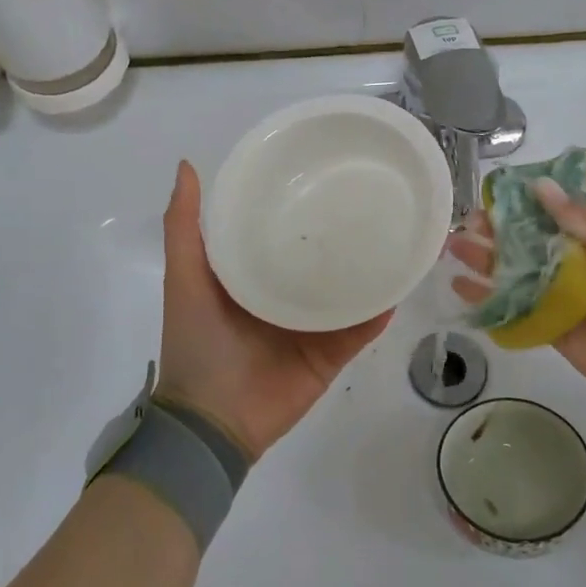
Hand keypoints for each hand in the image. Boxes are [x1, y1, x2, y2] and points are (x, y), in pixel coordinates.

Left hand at [157, 161, 392, 459]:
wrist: (213, 421)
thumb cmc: (197, 343)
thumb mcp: (184, 277)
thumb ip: (184, 227)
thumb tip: (186, 165)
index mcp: (252, 276)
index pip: (279, 232)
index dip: (295, 203)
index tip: (318, 170)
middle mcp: (284, 296)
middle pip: (319, 259)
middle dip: (341, 233)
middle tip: (370, 196)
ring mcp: (311, 327)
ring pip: (347, 291)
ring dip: (369, 268)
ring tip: (397, 231)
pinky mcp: (331, 354)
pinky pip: (361, 329)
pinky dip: (380, 309)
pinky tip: (402, 282)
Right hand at [449, 179, 585, 428]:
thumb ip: (575, 217)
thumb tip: (537, 186)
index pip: (553, 216)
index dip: (523, 206)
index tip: (492, 197)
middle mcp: (576, 266)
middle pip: (528, 245)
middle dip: (496, 233)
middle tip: (465, 225)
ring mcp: (561, 299)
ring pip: (516, 275)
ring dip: (485, 262)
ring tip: (453, 248)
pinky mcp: (550, 330)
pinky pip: (515, 311)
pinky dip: (488, 300)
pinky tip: (460, 287)